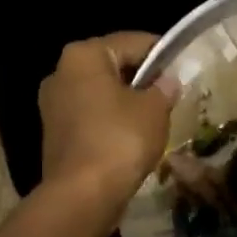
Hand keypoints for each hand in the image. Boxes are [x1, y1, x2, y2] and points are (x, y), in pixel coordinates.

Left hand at [38, 33, 175, 204]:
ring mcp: (53, 105)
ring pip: (100, 94)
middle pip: (112, 66)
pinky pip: (91, 117)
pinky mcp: (55, 134)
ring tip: (155, 116)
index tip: (182, 64)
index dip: (161, 51)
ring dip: (125, 101)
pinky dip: (111, 122)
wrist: (82, 194)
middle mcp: (61, 72)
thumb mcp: (155, 110)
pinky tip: (132, 137)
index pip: (132, 41)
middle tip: (170, 91)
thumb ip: (164, 88)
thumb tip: (168, 81)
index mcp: (84, 55)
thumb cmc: (121, 139)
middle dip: (141, 77)